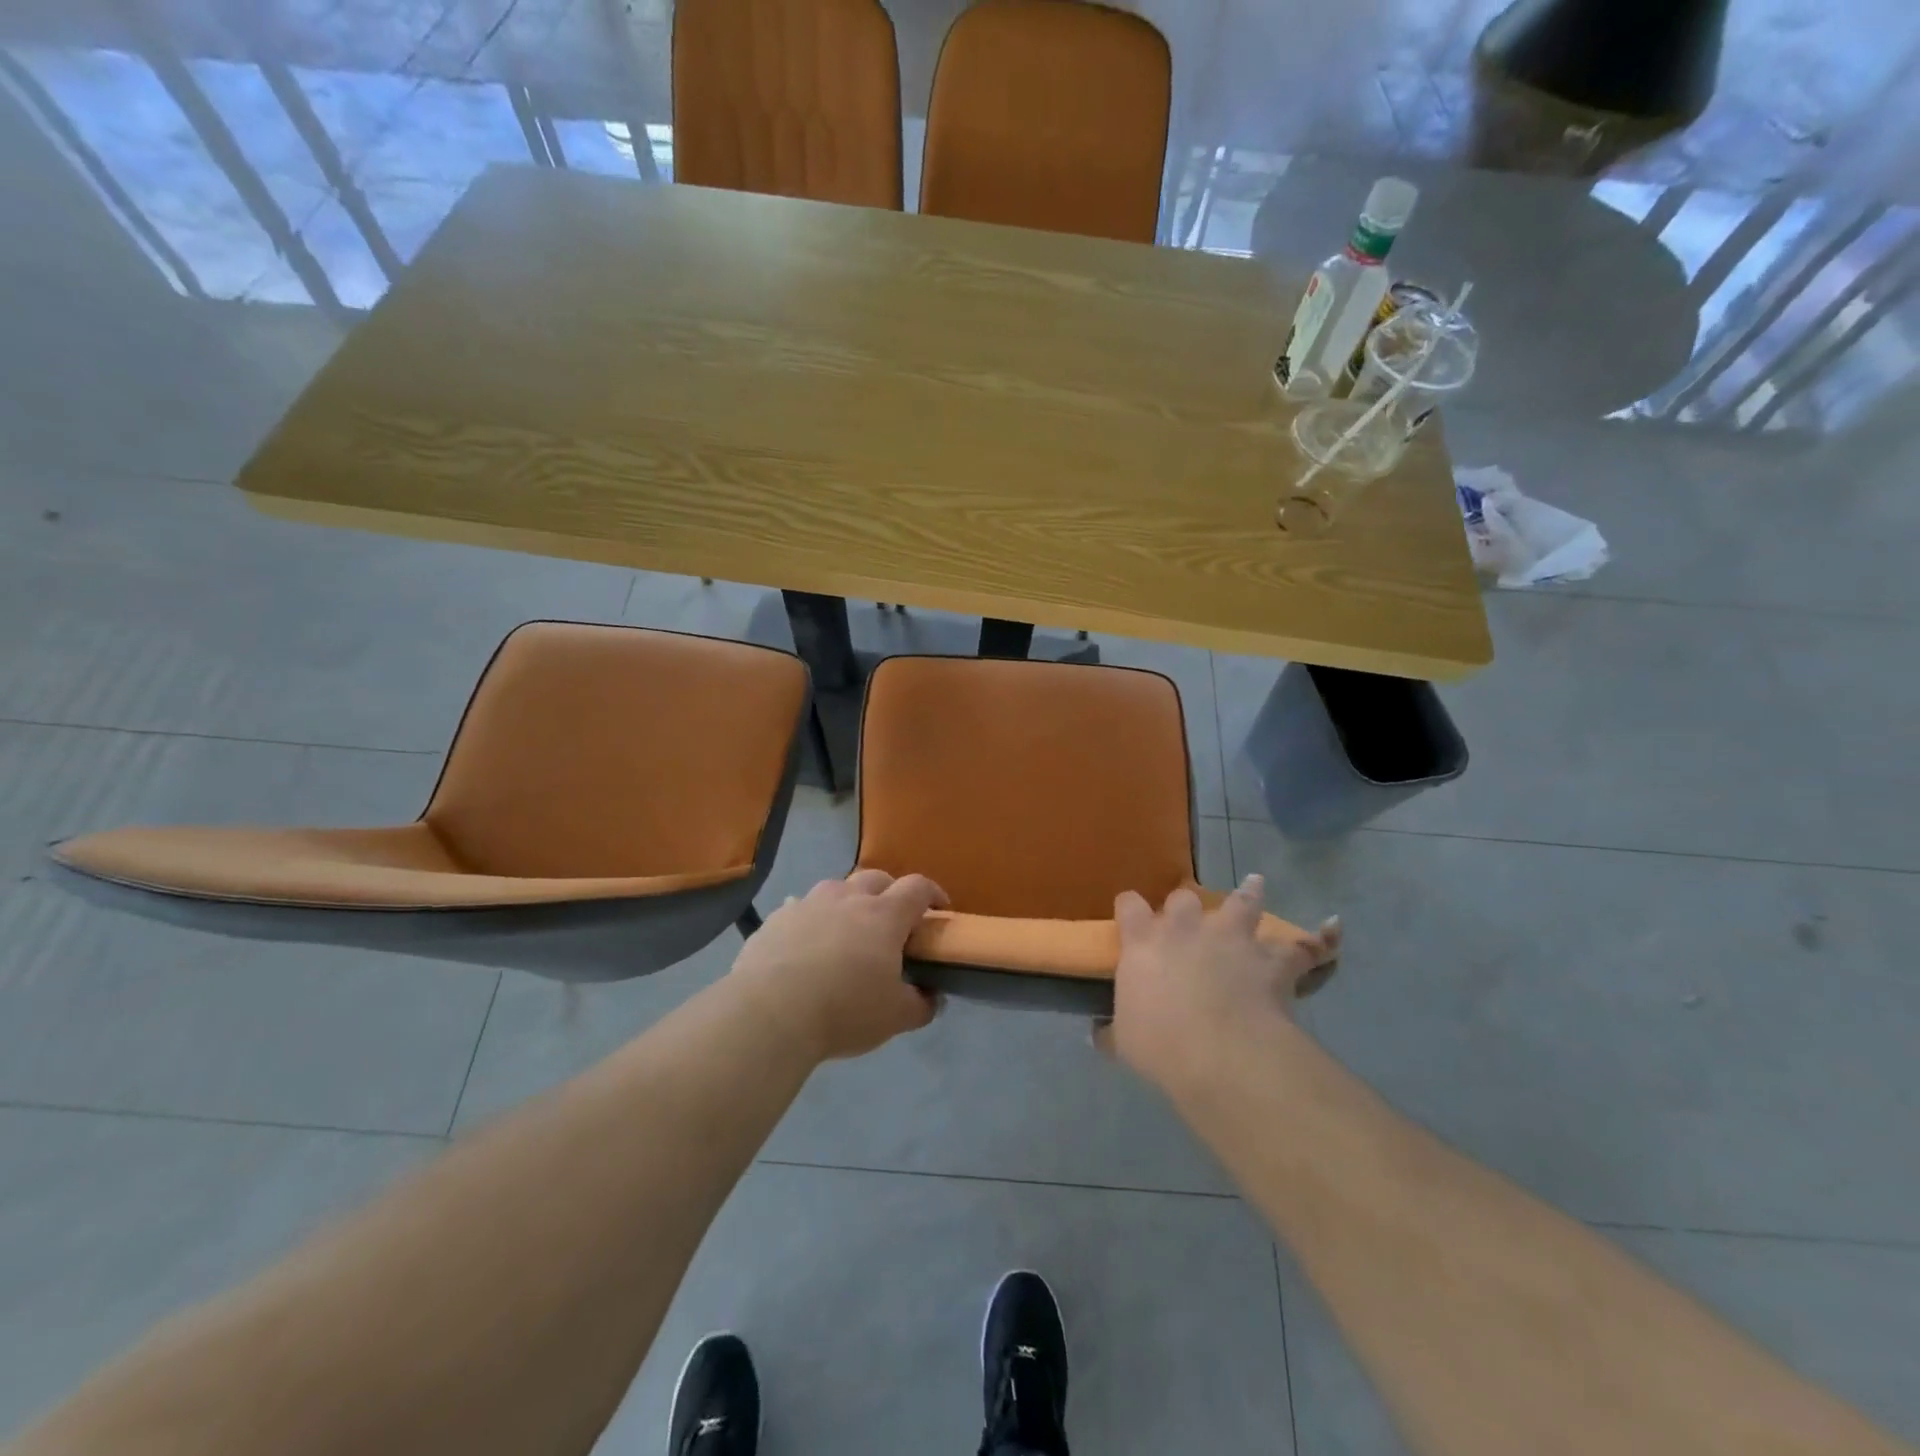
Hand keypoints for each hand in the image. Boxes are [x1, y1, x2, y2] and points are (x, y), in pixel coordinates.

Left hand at [729, 870, 948, 1062]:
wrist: (770, 1012)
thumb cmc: (844, 1010)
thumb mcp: (894, 1017)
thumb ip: (920, 1005)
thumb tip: (933, 997)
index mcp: (884, 916)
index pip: (918, 888)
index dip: (933, 894)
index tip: (940, 909)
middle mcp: (849, 898)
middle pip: (877, 878)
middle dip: (891, 892)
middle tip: (893, 920)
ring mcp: (810, 903)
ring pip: (837, 886)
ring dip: (849, 900)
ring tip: (847, 928)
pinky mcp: (777, 918)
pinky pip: (800, 907)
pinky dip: (811, 918)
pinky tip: (806, 940)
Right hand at [1095, 876, 1340, 1094]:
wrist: (1219, 1053)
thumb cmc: (1160, 1044)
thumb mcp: (1124, 1041)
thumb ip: (1112, 1032)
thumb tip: (1098, 1035)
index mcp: (1144, 942)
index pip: (1129, 906)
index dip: (1131, 908)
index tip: (1131, 914)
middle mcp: (1185, 929)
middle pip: (1184, 898)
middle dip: (1186, 905)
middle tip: (1190, 917)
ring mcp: (1230, 939)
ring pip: (1241, 904)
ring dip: (1248, 895)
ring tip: (1255, 884)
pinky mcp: (1270, 959)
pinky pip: (1302, 945)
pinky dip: (1318, 941)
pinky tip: (1332, 931)